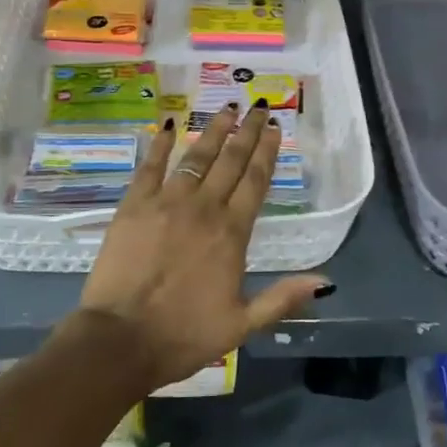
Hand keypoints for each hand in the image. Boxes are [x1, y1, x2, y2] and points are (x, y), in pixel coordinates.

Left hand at [77, 103, 330, 391]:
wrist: (121, 339)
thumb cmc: (184, 336)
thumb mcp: (241, 325)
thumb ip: (282, 298)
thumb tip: (325, 282)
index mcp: (231, 233)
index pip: (255, 182)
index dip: (267, 152)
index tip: (275, 129)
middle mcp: (204, 208)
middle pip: (231, 161)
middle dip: (247, 131)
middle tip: (258, 107)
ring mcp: (167, 202)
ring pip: (196, 156)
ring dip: (213, 130)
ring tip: (227, 109)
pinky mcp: (135, 204)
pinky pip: (151, 165)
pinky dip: (161, 143)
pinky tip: (169, 125)